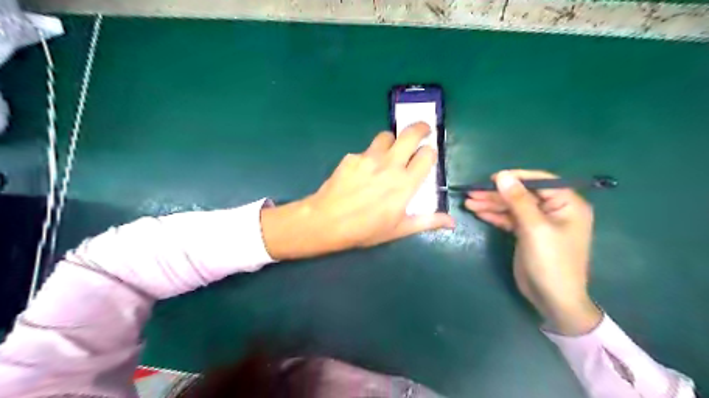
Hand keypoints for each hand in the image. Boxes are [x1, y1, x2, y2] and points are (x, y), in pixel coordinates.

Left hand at [259, 122, 453, 262]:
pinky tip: (362, 171)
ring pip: (386, 136)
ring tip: (389, 152)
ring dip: (392, 141)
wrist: (327, 221)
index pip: (427, 155)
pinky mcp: (352, 157)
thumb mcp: (398, 229)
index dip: (430, 153)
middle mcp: (390, 165)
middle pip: (411, 133)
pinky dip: (370, 156)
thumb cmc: (365, 229)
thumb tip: (452, 221)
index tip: (427, 156)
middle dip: (420, 128)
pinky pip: (366, 150)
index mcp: (405, 183)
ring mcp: (369, 158)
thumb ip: (427, 221)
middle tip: (422, 131)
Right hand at [470, 170, 599, 334]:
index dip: (515, 178)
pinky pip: (509, 219)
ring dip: (491, 204)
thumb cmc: (551, 261)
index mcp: (567, 204)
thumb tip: (502, 175)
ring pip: (512, 206)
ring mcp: (539, 222)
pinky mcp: (526, 233)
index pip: (540, 182)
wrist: (552, 298)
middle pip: (522, 194)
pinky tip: (478, 212)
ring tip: (468, 202)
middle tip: (472, 192)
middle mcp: (554, 209)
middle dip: (497, 194)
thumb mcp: (534, 228)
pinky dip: (494, 215)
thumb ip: (518, 200)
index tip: (492, 178)